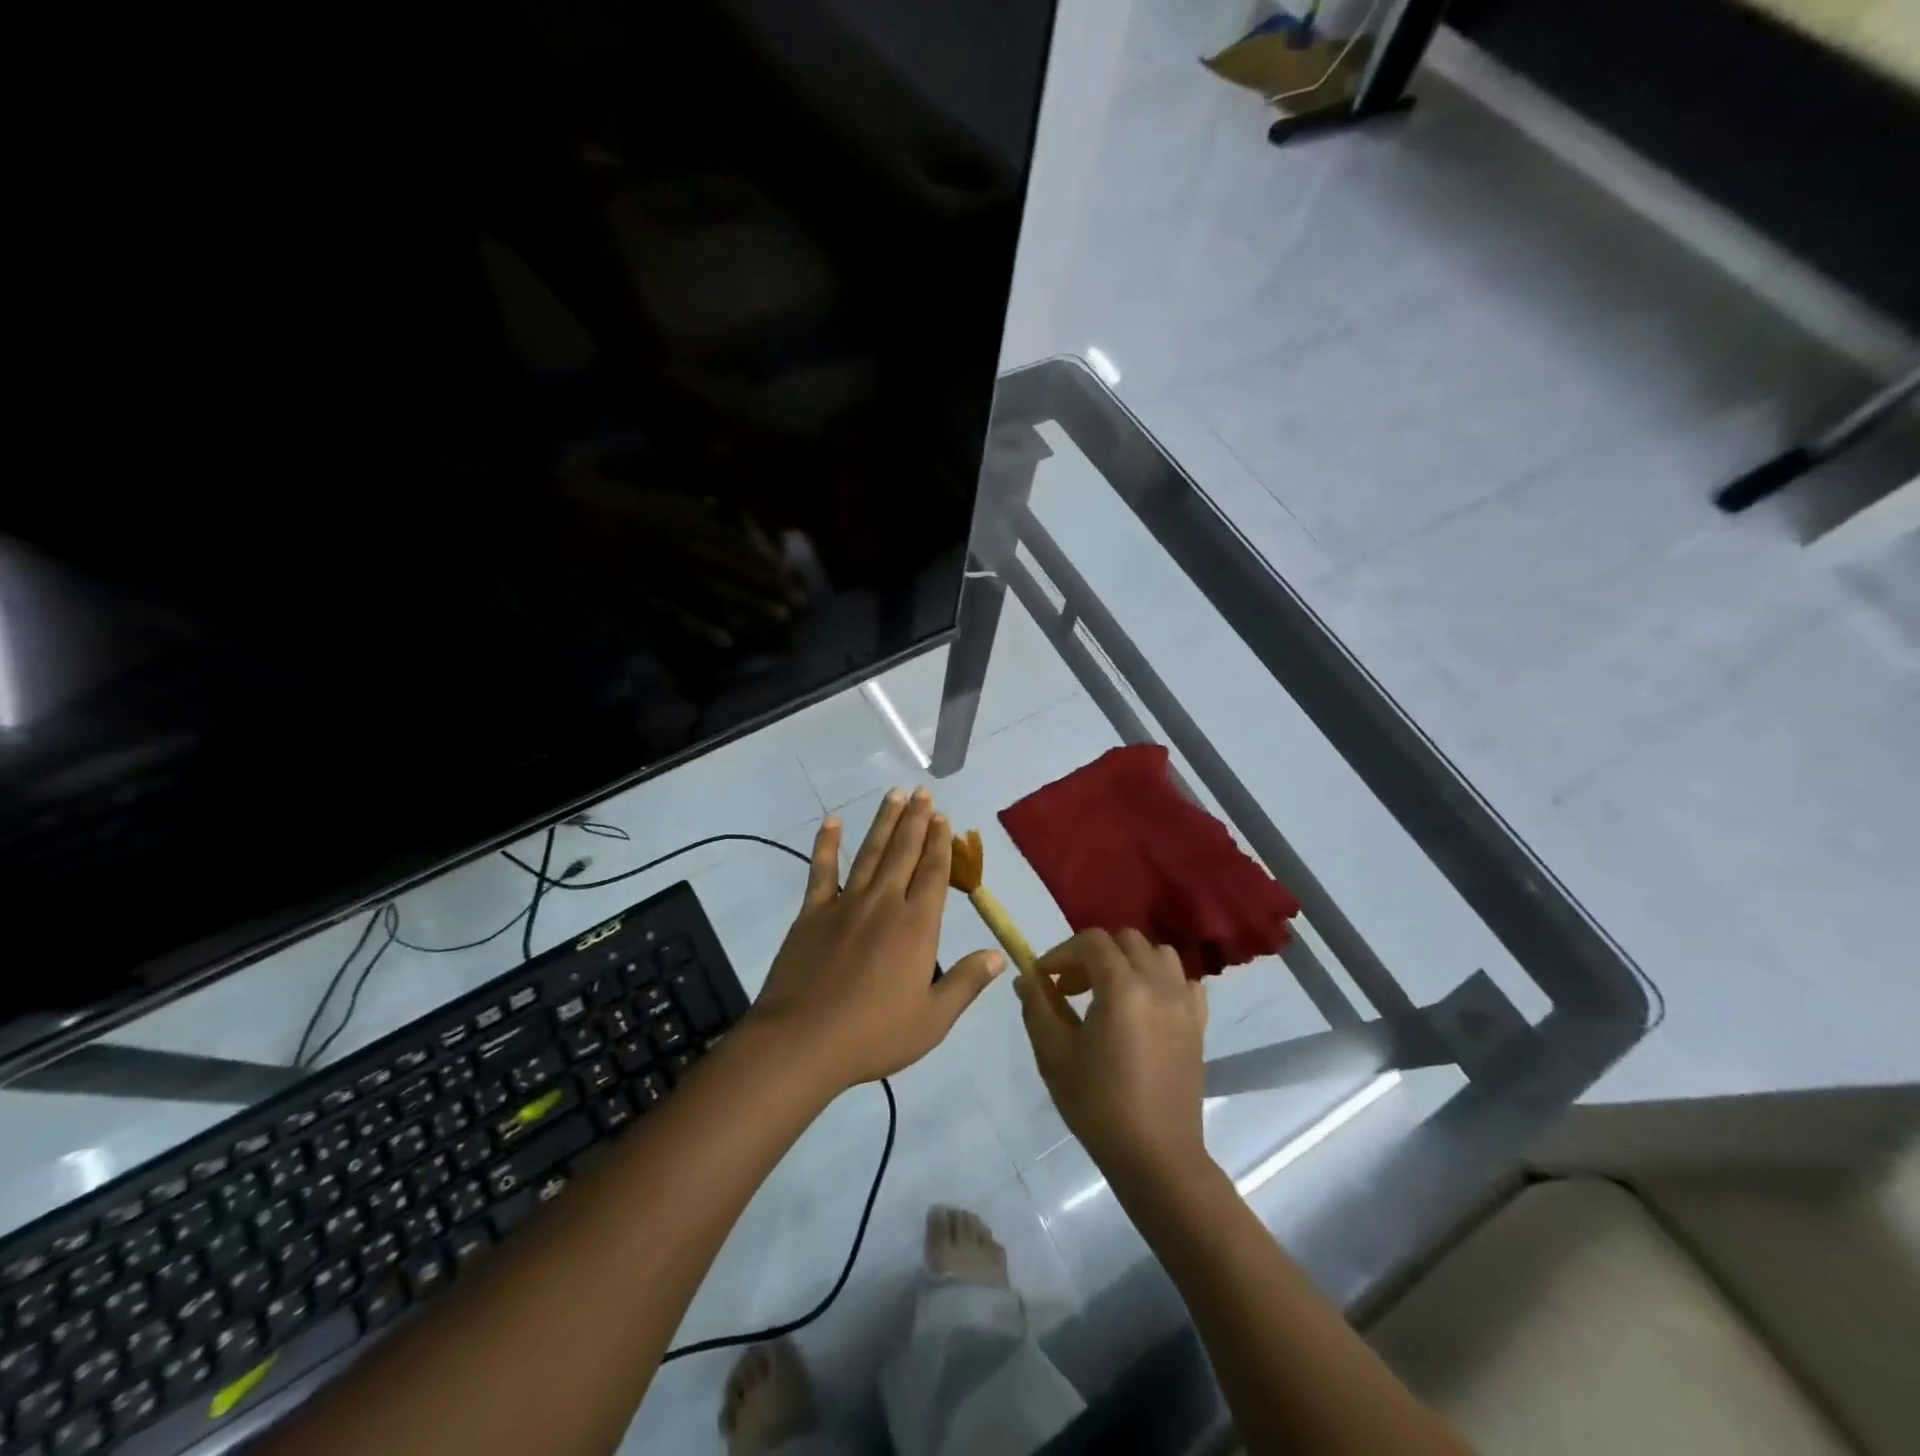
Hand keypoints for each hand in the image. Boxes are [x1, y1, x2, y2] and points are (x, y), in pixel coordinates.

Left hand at [747, 787, 1005, 1091]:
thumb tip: (998, 955)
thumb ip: (966, 983)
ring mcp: (845, 904)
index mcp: (916, 926)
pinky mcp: (811, 913)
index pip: (933, 873)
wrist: (802, 1041)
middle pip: (904, 852)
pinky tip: (832, 821)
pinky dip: (827, 844)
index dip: (941, 843)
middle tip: (923, 792)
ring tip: (894, 795)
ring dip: (884, 822)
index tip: (944, 818)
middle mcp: (884, 903)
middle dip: (916, 820)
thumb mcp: (933, 1019)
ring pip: (870, 853)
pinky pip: (821, 870)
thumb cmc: (874, 1034)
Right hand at [1018, 929, 1210, 1187]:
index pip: (1091, 942)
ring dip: (1129, 962)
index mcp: (1122, 987)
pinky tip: (1145, 1007)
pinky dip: (1161, 981)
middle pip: (1125, 941)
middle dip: (1093, 954)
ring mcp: (1184, 1002)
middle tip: (1071, 987)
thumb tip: (1026, 978)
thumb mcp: (1054, 1054)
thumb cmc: (1098, 1104)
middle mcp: (1158, 983)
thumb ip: (1037, 1006)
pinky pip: (1182, 982)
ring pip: (1158, 954)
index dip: (1062, 953)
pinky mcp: (1199, 1024)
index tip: (1044, 979)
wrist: (1156, 1156)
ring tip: (1109, 992)